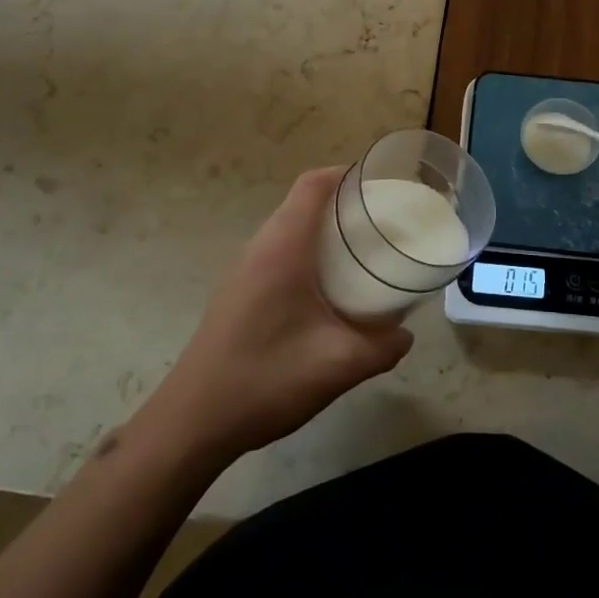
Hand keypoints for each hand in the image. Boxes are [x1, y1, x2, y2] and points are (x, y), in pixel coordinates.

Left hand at [152, 168, 412, 461]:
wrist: (192, 423)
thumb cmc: (265, 379)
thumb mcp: (337, 365)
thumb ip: (381, 347)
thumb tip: (406, 334)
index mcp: (284, 246)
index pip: (313, 184)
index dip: (347, 174)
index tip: (382, 186)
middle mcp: (262, 247)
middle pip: (305, 203)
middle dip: (345, 203)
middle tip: (384, 222)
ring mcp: (246, 270)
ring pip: (292, 229)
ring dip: (327, 231)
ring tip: (364, 252)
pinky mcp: (240, 292)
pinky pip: (281, 253)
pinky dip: (310, 254)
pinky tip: (331, 290)